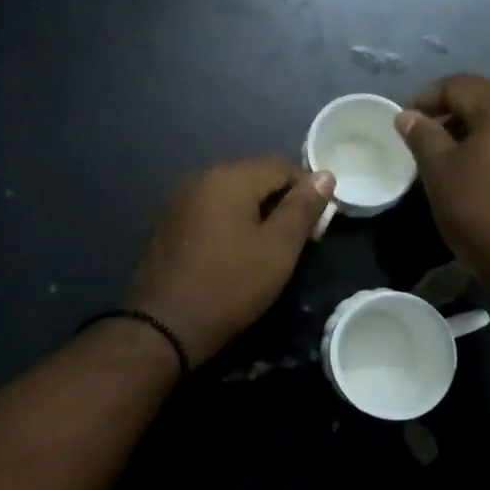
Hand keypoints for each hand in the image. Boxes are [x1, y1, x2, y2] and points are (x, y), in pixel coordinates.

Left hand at [123, 158, 334, 368]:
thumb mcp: (278, 249)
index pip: (281, 165)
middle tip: (295, 240)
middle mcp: (201, 176)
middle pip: (254, 175)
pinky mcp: (168, 220)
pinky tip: (233, 250)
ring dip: (254, 210)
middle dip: (279, 200)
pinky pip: (209, 208)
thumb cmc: (230, 285)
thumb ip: (303, 208)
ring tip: (266, 247)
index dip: (306, 190)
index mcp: (229, 177)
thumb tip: (325, 175)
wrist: (165, 324)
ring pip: (230, 192)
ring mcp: (179, 198)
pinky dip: (228, 220)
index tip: (315, 226)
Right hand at [394, 75, 489, 288]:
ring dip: (475, 136)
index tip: (404, 124)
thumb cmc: (483, 210)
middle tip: (425, 144)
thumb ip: (422, 136)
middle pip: (485, 101)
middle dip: (450, 117)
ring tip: (452, 164)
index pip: (457, 85)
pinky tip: (484, 179)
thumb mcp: (440, 173)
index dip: (425, 99)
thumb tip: (408, 115)